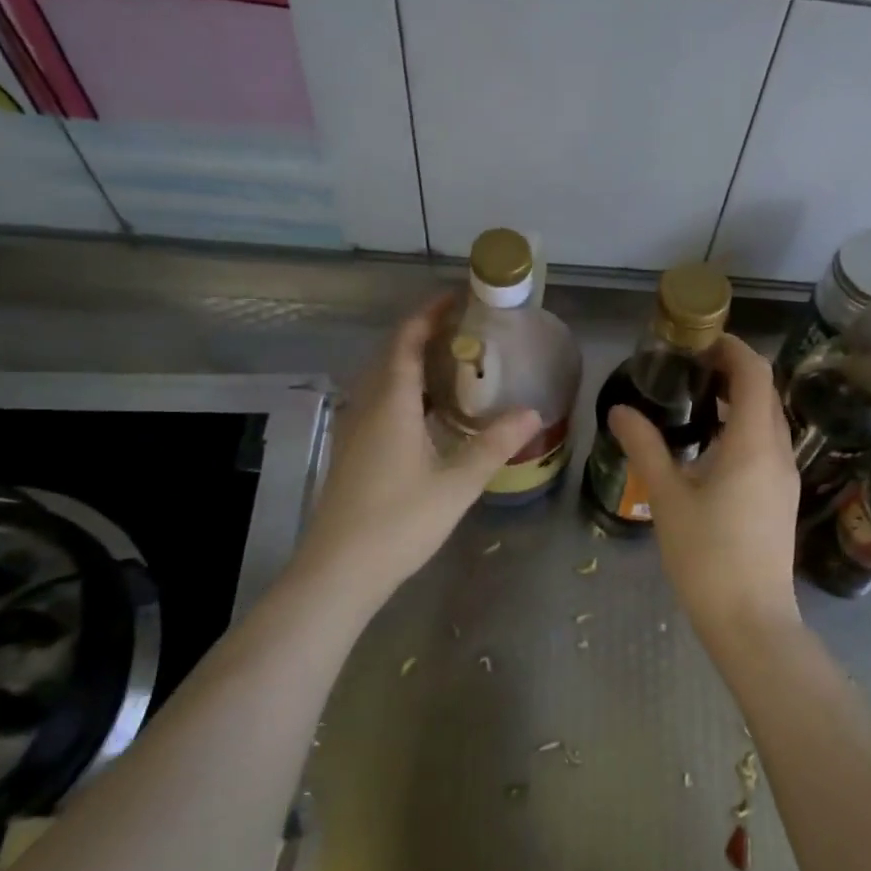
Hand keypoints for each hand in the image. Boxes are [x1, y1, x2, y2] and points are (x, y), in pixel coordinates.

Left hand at [296, 295, 538, 601]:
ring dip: (412, 363)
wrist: (338, 572)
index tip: (457, 298)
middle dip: (423, 335)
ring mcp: (353, 430)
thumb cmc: (398, 522)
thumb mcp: (456, 484)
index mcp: (390, 404)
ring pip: (382, 381)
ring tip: (453, 365)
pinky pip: (378, 403)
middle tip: (465, 331)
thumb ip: (494, 445)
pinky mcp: (351, 452)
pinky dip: (404, 391)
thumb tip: (532, 412)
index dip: (428, 314)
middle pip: (391, 355)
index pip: (406, 341)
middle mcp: (366, 407)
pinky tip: (428, 413)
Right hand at [607, 334, 800, 645]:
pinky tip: (711, 445)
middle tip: (690, 367)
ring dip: (740, 399)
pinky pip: (768, 444)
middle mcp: (778, 451)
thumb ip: (645, 447)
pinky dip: (744, 427)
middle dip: (733, 370)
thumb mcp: (667, 498)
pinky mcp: (782, 497)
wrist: (751, 620)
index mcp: (753, 443)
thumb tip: (620, 409)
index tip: (699, 340)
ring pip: (769, 419)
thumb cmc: (706, 556)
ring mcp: (785, 476)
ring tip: (697, 399)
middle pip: (765, 391)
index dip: (732, 347)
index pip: (754, 372)